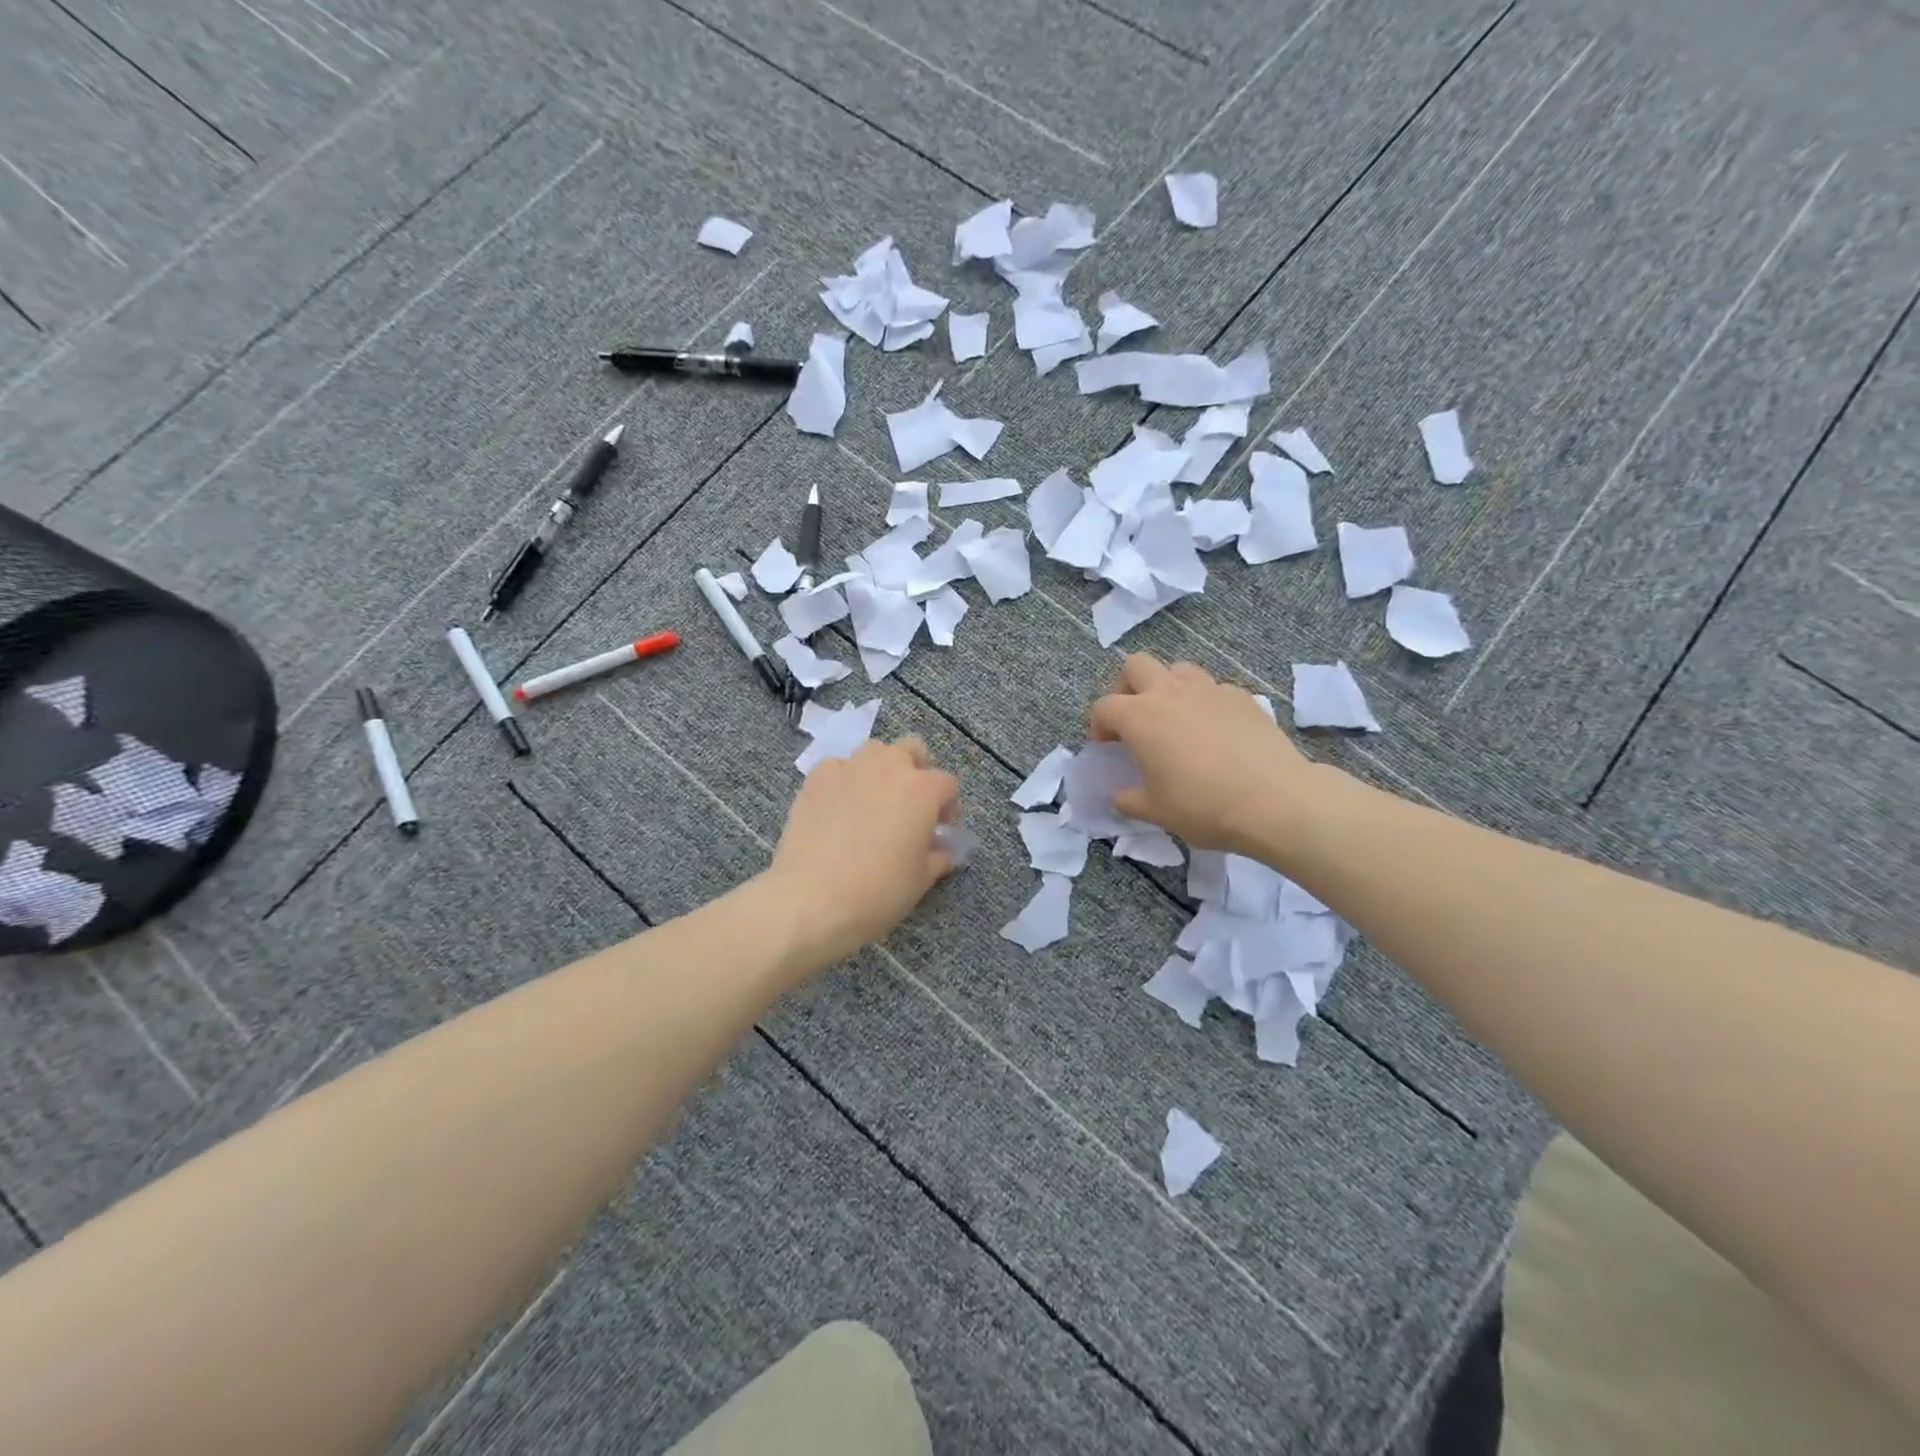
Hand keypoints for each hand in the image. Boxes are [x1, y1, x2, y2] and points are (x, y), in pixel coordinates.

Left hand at [764, 736, 960, 970]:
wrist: (812, 899)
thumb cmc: (878, 891)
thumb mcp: (921, 880)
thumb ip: (937, 857)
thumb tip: (941, 850)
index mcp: (922, 789)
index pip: (947, 785)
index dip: (948, 807)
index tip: (940, 830)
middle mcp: (888, 767)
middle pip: (912, 750)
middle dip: (917, 771)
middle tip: (910, 806)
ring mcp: (849, 768)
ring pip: (874, 751)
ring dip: (881, 770)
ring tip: (874, 802)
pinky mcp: (816, 779)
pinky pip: (838, 767)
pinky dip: (844, 780)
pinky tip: (839, 807)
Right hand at [1087, 654, 1320, 854]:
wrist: (1274, 800)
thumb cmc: (1202, 806)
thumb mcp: (1154, 812)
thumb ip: (1128, 799)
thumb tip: (1120, 795)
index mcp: (1139, 717)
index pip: (1104, 706)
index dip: (1098, 725)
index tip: (1106, 747)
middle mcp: (1170, 692)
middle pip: (1136, 666)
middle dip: (1127, 687)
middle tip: (1135, 718)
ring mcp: (1209, 689)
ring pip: (1178, 669)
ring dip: (1168, 687)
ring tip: (1175, 719)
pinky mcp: (1242, 697)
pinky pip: (1213, 688)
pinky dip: (1205, 702)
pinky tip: (1215, 731)